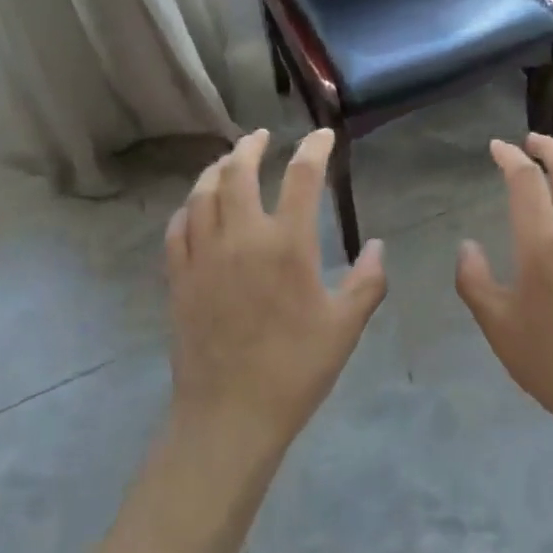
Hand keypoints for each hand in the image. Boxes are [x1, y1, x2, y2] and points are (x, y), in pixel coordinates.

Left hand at [165, 128, 386, 460]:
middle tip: (261, 136)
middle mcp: (241, 237)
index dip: (314, 148)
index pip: (302, 176)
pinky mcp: (179, 278)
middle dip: (251, 146)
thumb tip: (375, 245)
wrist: (229, 416)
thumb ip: (367, 281)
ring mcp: (203, 256)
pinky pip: (177, 229)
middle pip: (238, 171)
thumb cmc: (295, 370)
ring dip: (216, 170)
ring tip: (228, 162)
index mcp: (287, 245)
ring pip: (202, 194)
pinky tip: (196, 208)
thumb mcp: (345, 327)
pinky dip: (188, 208)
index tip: (322, 135)